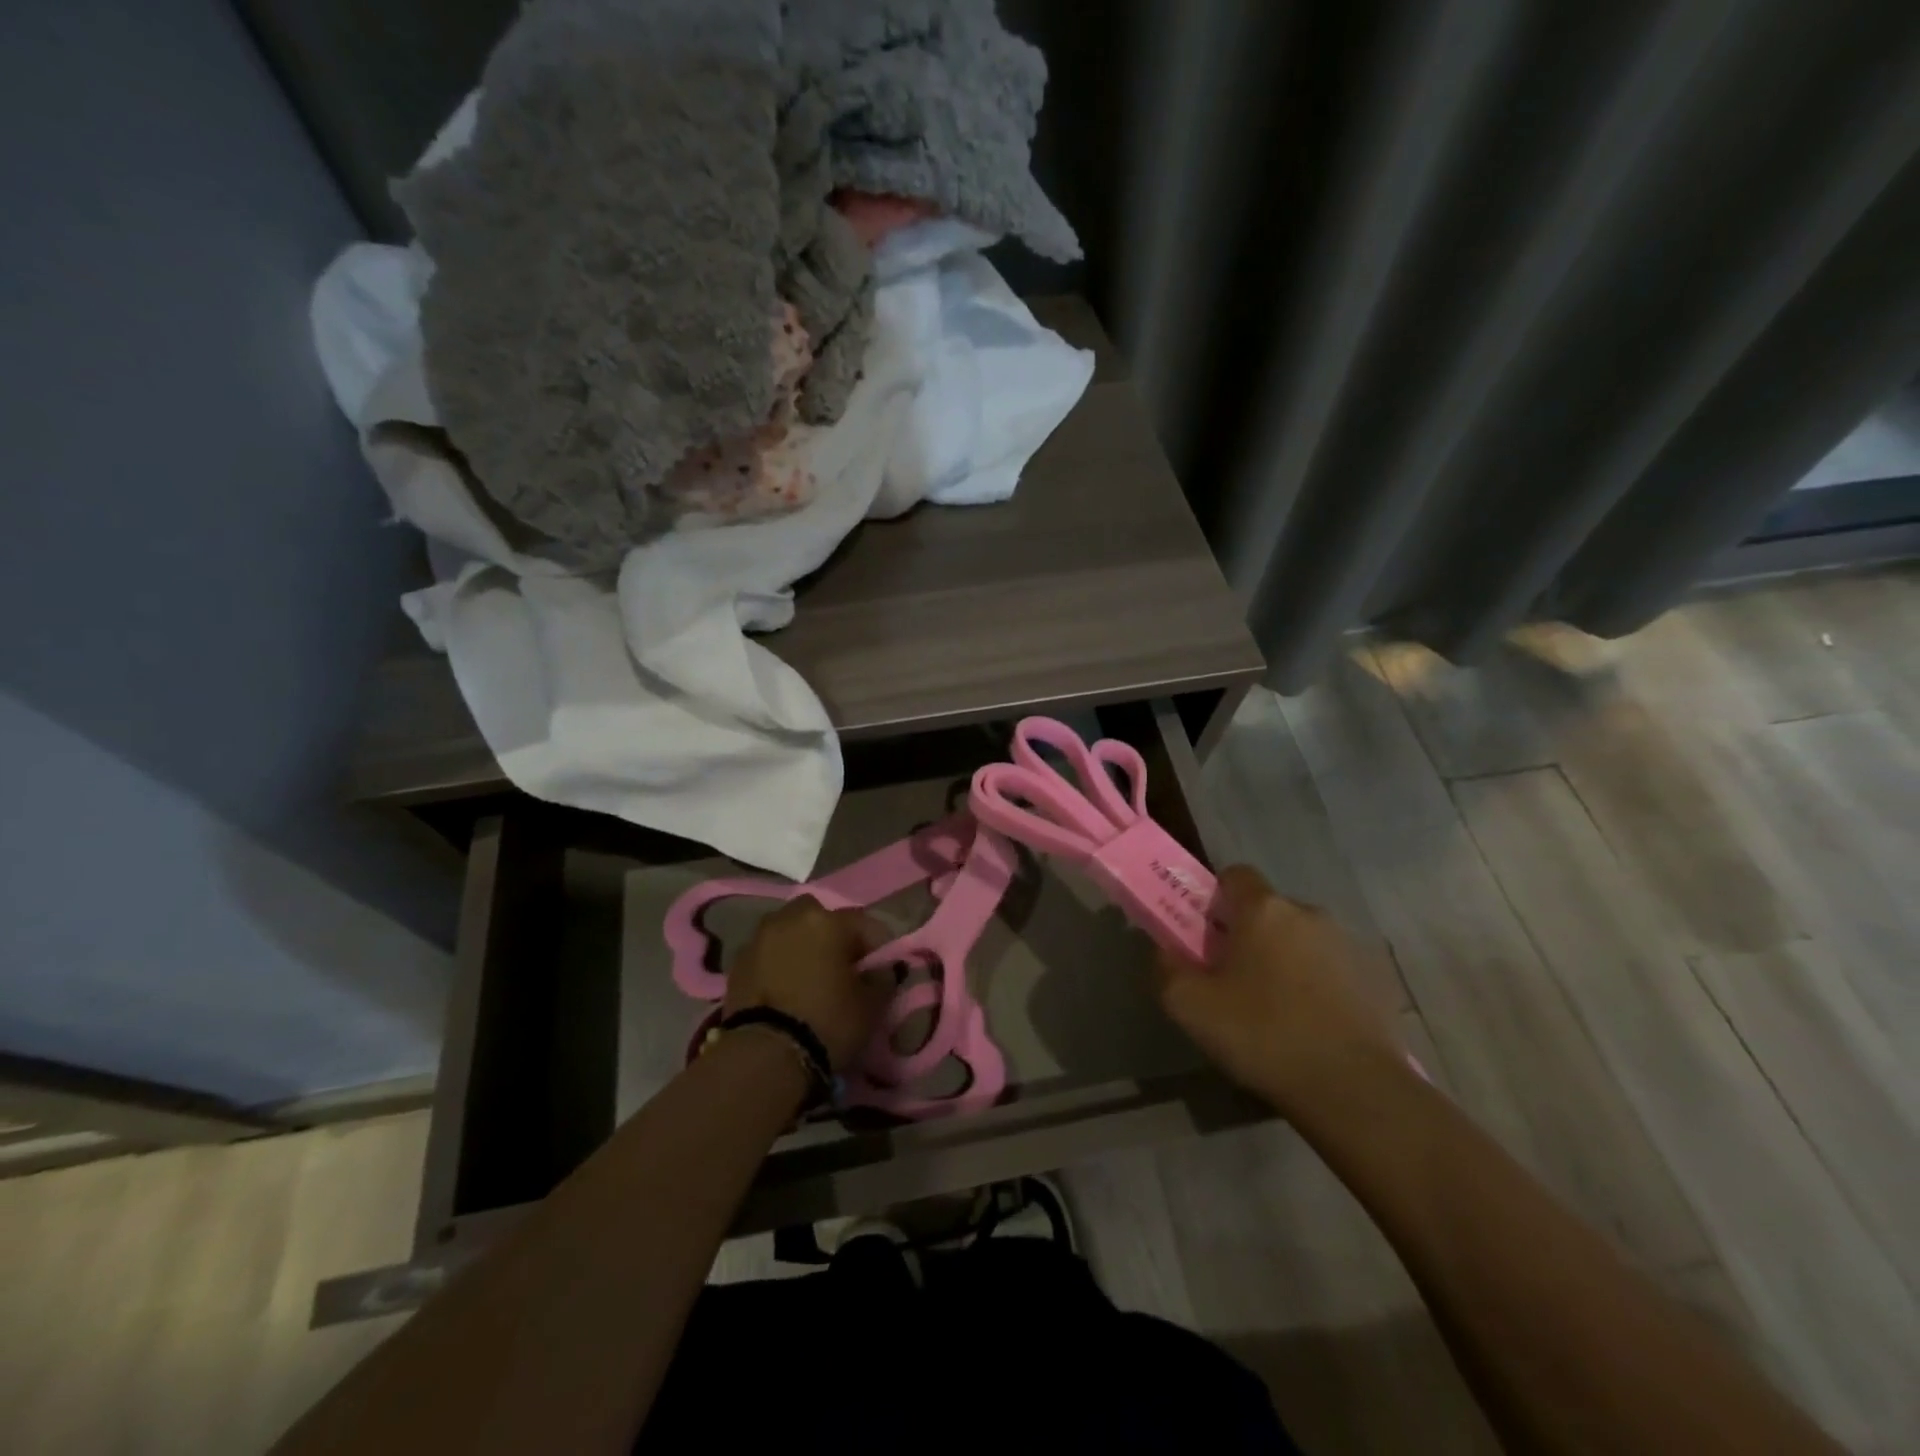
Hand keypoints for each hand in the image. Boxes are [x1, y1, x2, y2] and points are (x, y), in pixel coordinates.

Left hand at [725, 896, 891, 1071]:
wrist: (763, 1055)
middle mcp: (791, 918)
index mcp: (827, 922)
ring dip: (800, 945)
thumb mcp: (871, 1006)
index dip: (877, 945)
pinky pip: (767, 953)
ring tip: (808, 978)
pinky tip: (784, 990)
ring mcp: (759, 938)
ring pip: (788, 931)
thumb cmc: (826, 1022)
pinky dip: (777, 963)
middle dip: (831, 935)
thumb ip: (882, 978)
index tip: (881, 969)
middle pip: (819, 916)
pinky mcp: (737, 963)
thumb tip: (881, 970)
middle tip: (840, 967)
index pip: (864, 923)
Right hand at [1156, 865, 1405, 1115]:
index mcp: (1264, 909)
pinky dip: (1315, 985)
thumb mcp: (1190, 1006)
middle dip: (1248, 934)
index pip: (1235, 874)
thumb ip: (1167, 968)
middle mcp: (1308, 913)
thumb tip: (1166, 951)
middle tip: (1231, 978)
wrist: (1356, 1089)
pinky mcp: (1375, 979)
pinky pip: (1330, 968)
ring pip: (1300, 939)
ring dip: (1283, 960)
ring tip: (1272, 1009)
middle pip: (1267, 910)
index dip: (1215, 898)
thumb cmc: (1263, 1035)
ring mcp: (1348, 945)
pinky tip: (1307, 1025)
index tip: (1205, 934)